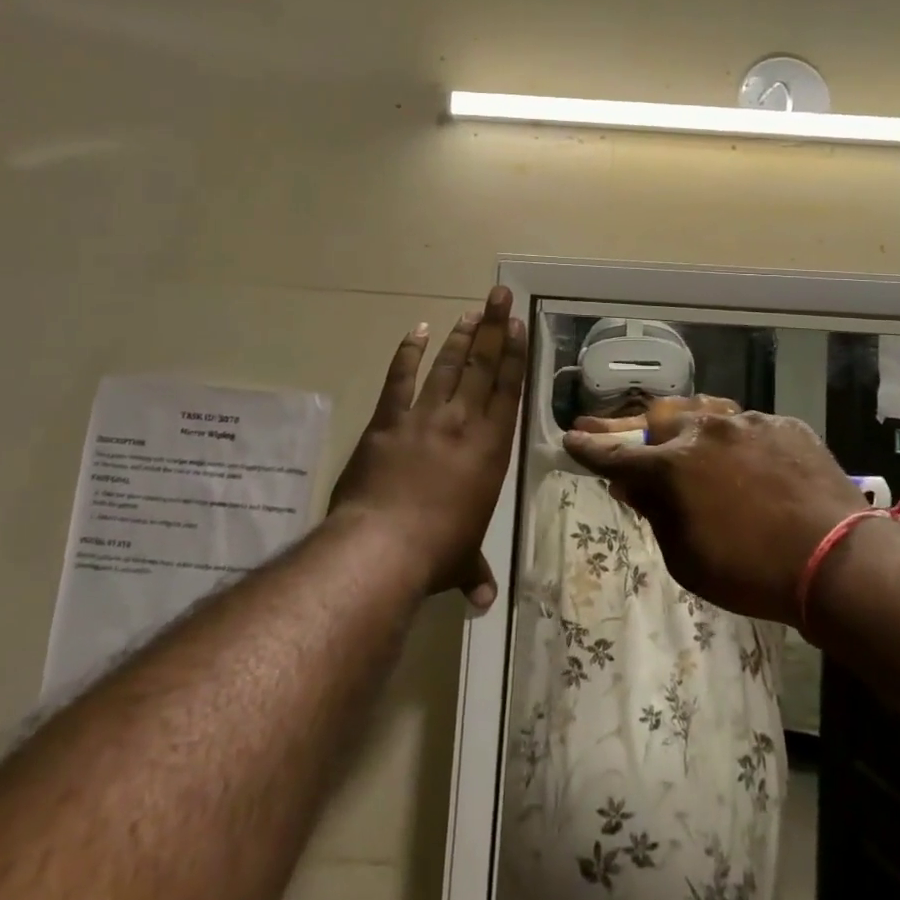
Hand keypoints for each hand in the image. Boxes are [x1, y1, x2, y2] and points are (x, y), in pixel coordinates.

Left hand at [329, 287, 527, 609]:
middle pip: (482, 366)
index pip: (508, 391)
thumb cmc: (436, 552)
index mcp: (491, 449)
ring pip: (447, 366)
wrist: (382, 546)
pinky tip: (417, 330)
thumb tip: (484, 603)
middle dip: (492, 328)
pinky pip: (400, 379)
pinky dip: (408, 353)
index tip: (517, 325)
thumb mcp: (462, 562)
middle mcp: (463, 423)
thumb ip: (475, 573)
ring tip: (471, 311)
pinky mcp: (387, 421)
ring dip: (460, 336)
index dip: (514, 355)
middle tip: (500, 296)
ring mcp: (424, 417)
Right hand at [564, 400, 867, 624]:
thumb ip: (656, 515)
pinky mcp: (784, 425)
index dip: (590, 449)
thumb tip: (634, 488)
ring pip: (703, 412)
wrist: (836, 559)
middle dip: (630, 427)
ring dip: (683, 424)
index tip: (571, 440)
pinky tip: (738, 453)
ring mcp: (747, 422)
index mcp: (674, 466)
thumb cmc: (751, 573)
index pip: (617, 455)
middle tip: (607, 427)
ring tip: (672, 430)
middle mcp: (705, 431)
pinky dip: (733, 439)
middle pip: (657, 420)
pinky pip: (747, 425)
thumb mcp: (688, 559)